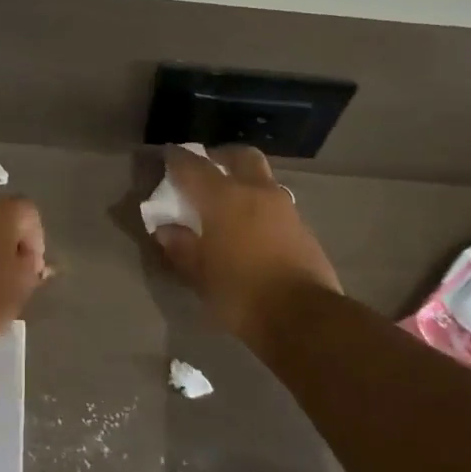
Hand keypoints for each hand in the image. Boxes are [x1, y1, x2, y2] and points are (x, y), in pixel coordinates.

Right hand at [153, 145, 341, 347]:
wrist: (303, 316)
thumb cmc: (241, 293)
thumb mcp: (200, 275)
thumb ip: (181, 247)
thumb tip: (167, 230)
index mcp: (223, 198)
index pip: (194, 166)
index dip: (177, 158)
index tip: (167, 155)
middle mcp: (256, 192)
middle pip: (240, 156)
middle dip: (221, 157)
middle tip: (207, 169)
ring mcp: (284, 207)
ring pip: (263, 178)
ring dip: (245, 180)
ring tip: (230, 201)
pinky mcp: (302, 227)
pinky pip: (276, 204)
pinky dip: (260, 205)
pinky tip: (252, 227)